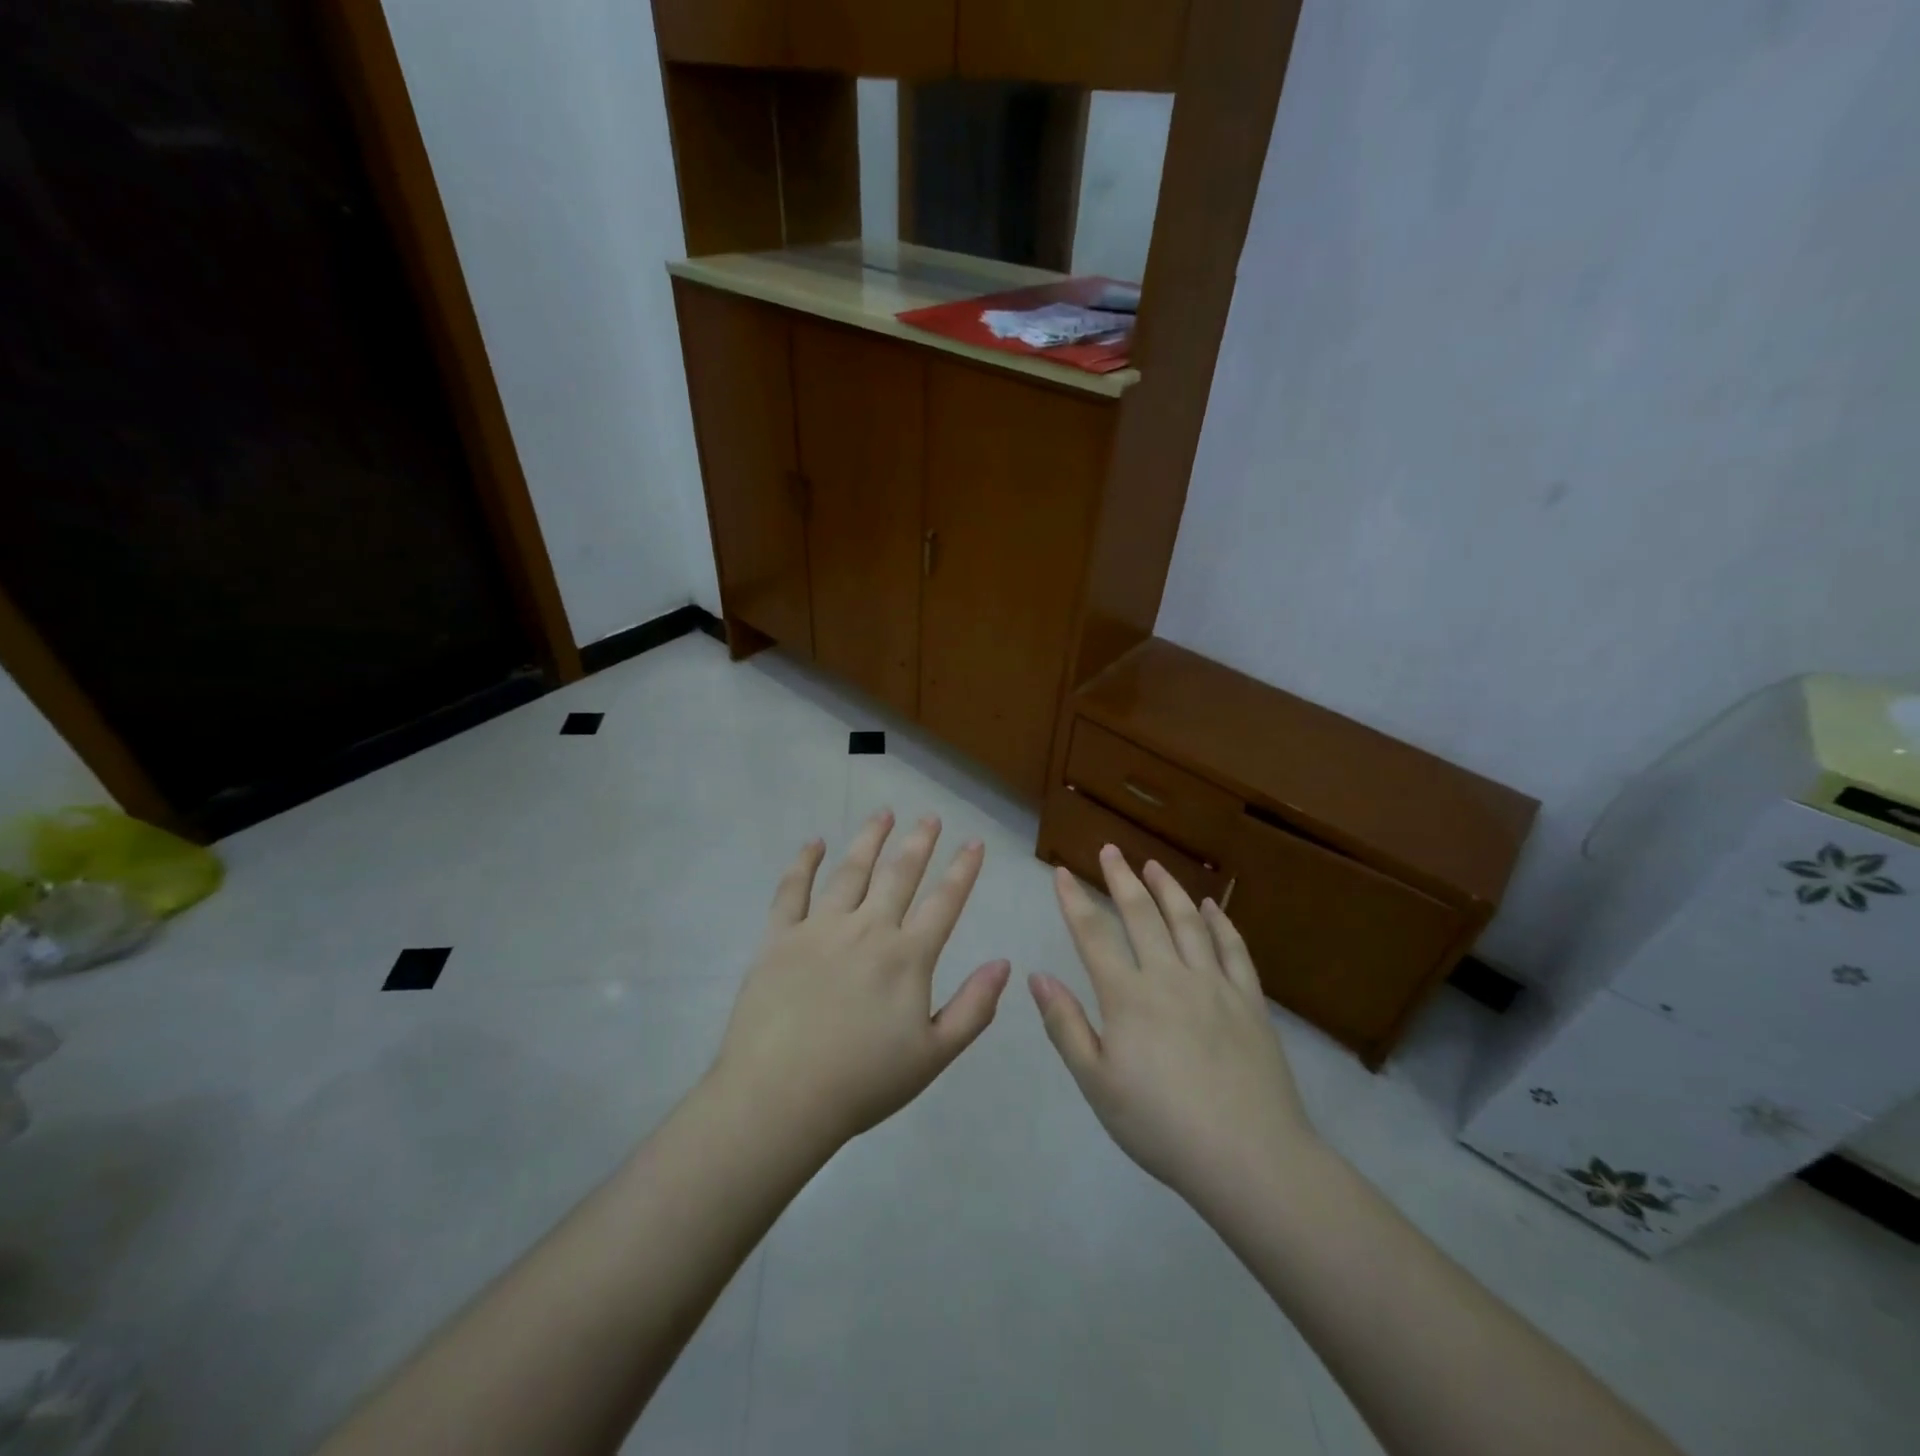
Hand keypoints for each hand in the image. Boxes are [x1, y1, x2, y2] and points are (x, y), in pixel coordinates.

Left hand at [709, 810, 1010, 1155]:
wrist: (780, 1097)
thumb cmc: (863, 1082)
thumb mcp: (933, 1056)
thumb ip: (973, 1008)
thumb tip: (1004, 964)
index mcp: (907, 956)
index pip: (944, 902)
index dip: (963, 870)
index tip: (974, 843)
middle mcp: (868, 929)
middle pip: (899, 874)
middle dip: (919, 842)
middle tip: (930, 817)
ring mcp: (820, 928)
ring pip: (851, 870)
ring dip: (870, 839)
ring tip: (884, 813)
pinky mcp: (779, 936)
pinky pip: (792, 889)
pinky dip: (804, 862)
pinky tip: (815, 843)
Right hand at [1031, 846, 1316, 1209]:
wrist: (1249, 1157)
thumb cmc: (1161, 1125)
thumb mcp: (1097, 1084)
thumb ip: (1066, 1026)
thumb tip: (1037, 977)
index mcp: (1128, 997)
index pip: (1093, 935)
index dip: (1074, 901)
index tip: (1061, 872)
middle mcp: (1169, 977)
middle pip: (1141, 915)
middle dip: (1121, 879)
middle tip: (1110, 851)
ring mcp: (1214, 984)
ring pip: (1187, 922)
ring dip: (1168, 889)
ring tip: (1154, 865)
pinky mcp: (1249, 1001)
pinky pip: (1233, 949)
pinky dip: (1219, 922)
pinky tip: (1210, 907)